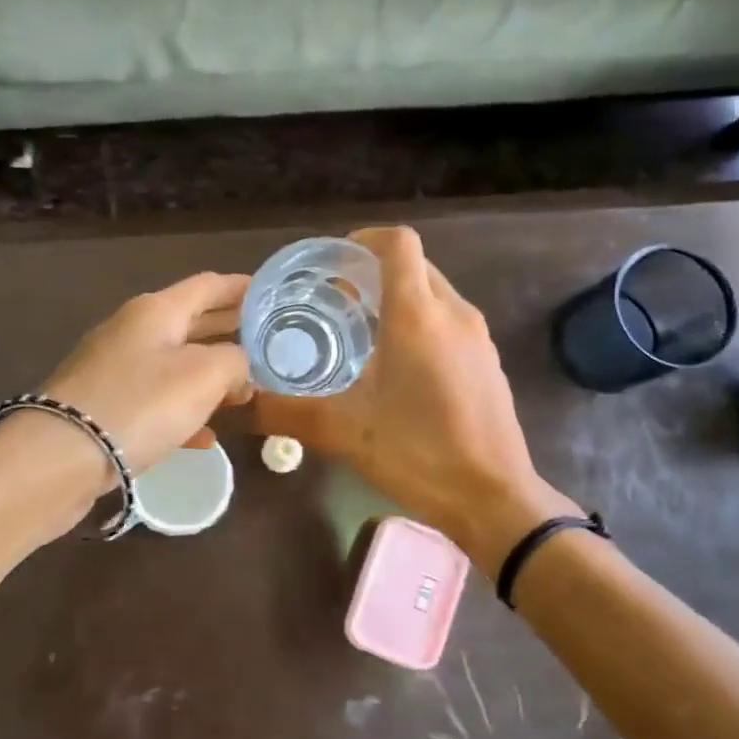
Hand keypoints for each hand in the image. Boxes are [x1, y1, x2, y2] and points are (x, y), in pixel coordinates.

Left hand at [39, 270, 252, 480]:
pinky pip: (156, 401)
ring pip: (175, 364)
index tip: (272, 295)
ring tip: (245, 389)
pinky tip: (206, 437)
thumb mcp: (204, 375)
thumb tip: (240, 367)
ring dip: (210, 374)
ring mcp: (114, 370)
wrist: (60, 457)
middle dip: (229, 330)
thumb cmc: (142, 403)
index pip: (208, 285)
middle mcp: (133, 332)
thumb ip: (235, 361)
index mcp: (156, 311)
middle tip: (267, 340)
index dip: (242, 288)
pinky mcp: (104, 408)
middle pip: (191, 322)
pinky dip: (184, 411)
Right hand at [252, 227, 577, 569]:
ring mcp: (478, 337)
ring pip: (435, 294)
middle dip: (375, 273)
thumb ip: (289, 412)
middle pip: (415, 265)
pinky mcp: (489, 362)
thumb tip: (245, 404)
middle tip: (337, 303)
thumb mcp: (345, 432)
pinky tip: (401, 369)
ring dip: (400, 299)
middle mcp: (453, 313)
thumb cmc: (419, 454)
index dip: (363, 241)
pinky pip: (451, 322)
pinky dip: (423, 324)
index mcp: (417, 315)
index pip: (397, 243)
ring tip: (364, 335)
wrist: (493, 498)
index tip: (334, 266)